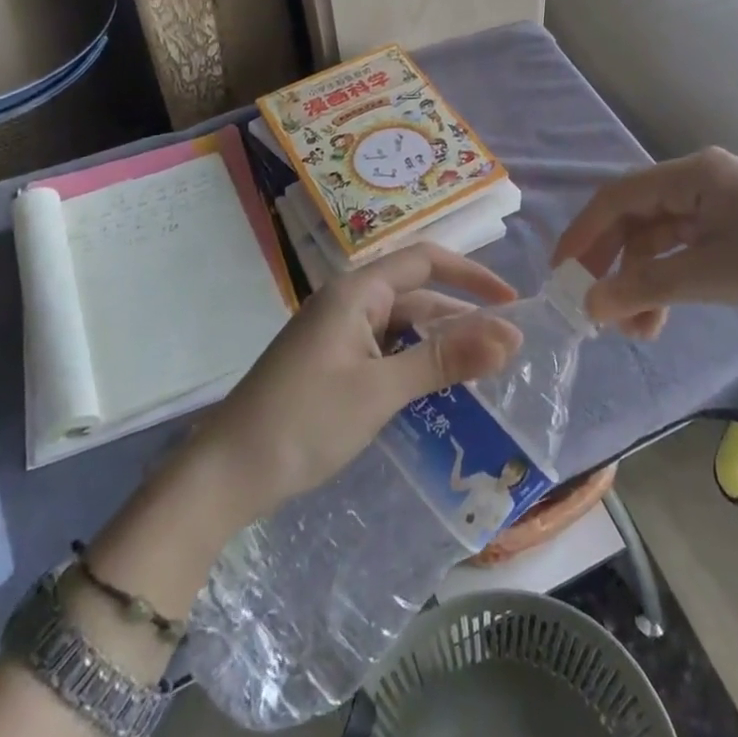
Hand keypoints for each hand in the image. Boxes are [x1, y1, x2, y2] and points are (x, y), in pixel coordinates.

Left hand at [197, 244, 522, 520]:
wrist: (224, 475)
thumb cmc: (304, 421)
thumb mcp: (381, 390)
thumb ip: (445, 360)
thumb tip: (511, 336)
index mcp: (357, 292)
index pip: (426, 261)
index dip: (472, 275)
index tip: (513, 301)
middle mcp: (349, 303)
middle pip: (417, 295)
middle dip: (462, 318)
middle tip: (507, 350)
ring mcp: (337, 334)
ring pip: (402, 327)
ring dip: (440, 344)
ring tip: (483, 371)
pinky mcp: (332, 364)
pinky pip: (385, 351)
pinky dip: (414, 363)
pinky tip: (437, 390)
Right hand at [552, 147, 737, 338]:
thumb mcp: (713, 275)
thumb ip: (646, 287)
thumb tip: (589, 305)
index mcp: (693, 175)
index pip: (618, 197)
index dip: (583, 234)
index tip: (560, 276)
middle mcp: (699, 182)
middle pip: (634, 219)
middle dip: (612, 266)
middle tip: (594, 312)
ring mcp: (717, 207)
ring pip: (657, 241)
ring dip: (640, 282)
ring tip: (634, 331)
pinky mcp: (732, 231)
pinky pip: (683, 254)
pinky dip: (667, 283)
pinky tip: (660, 318)